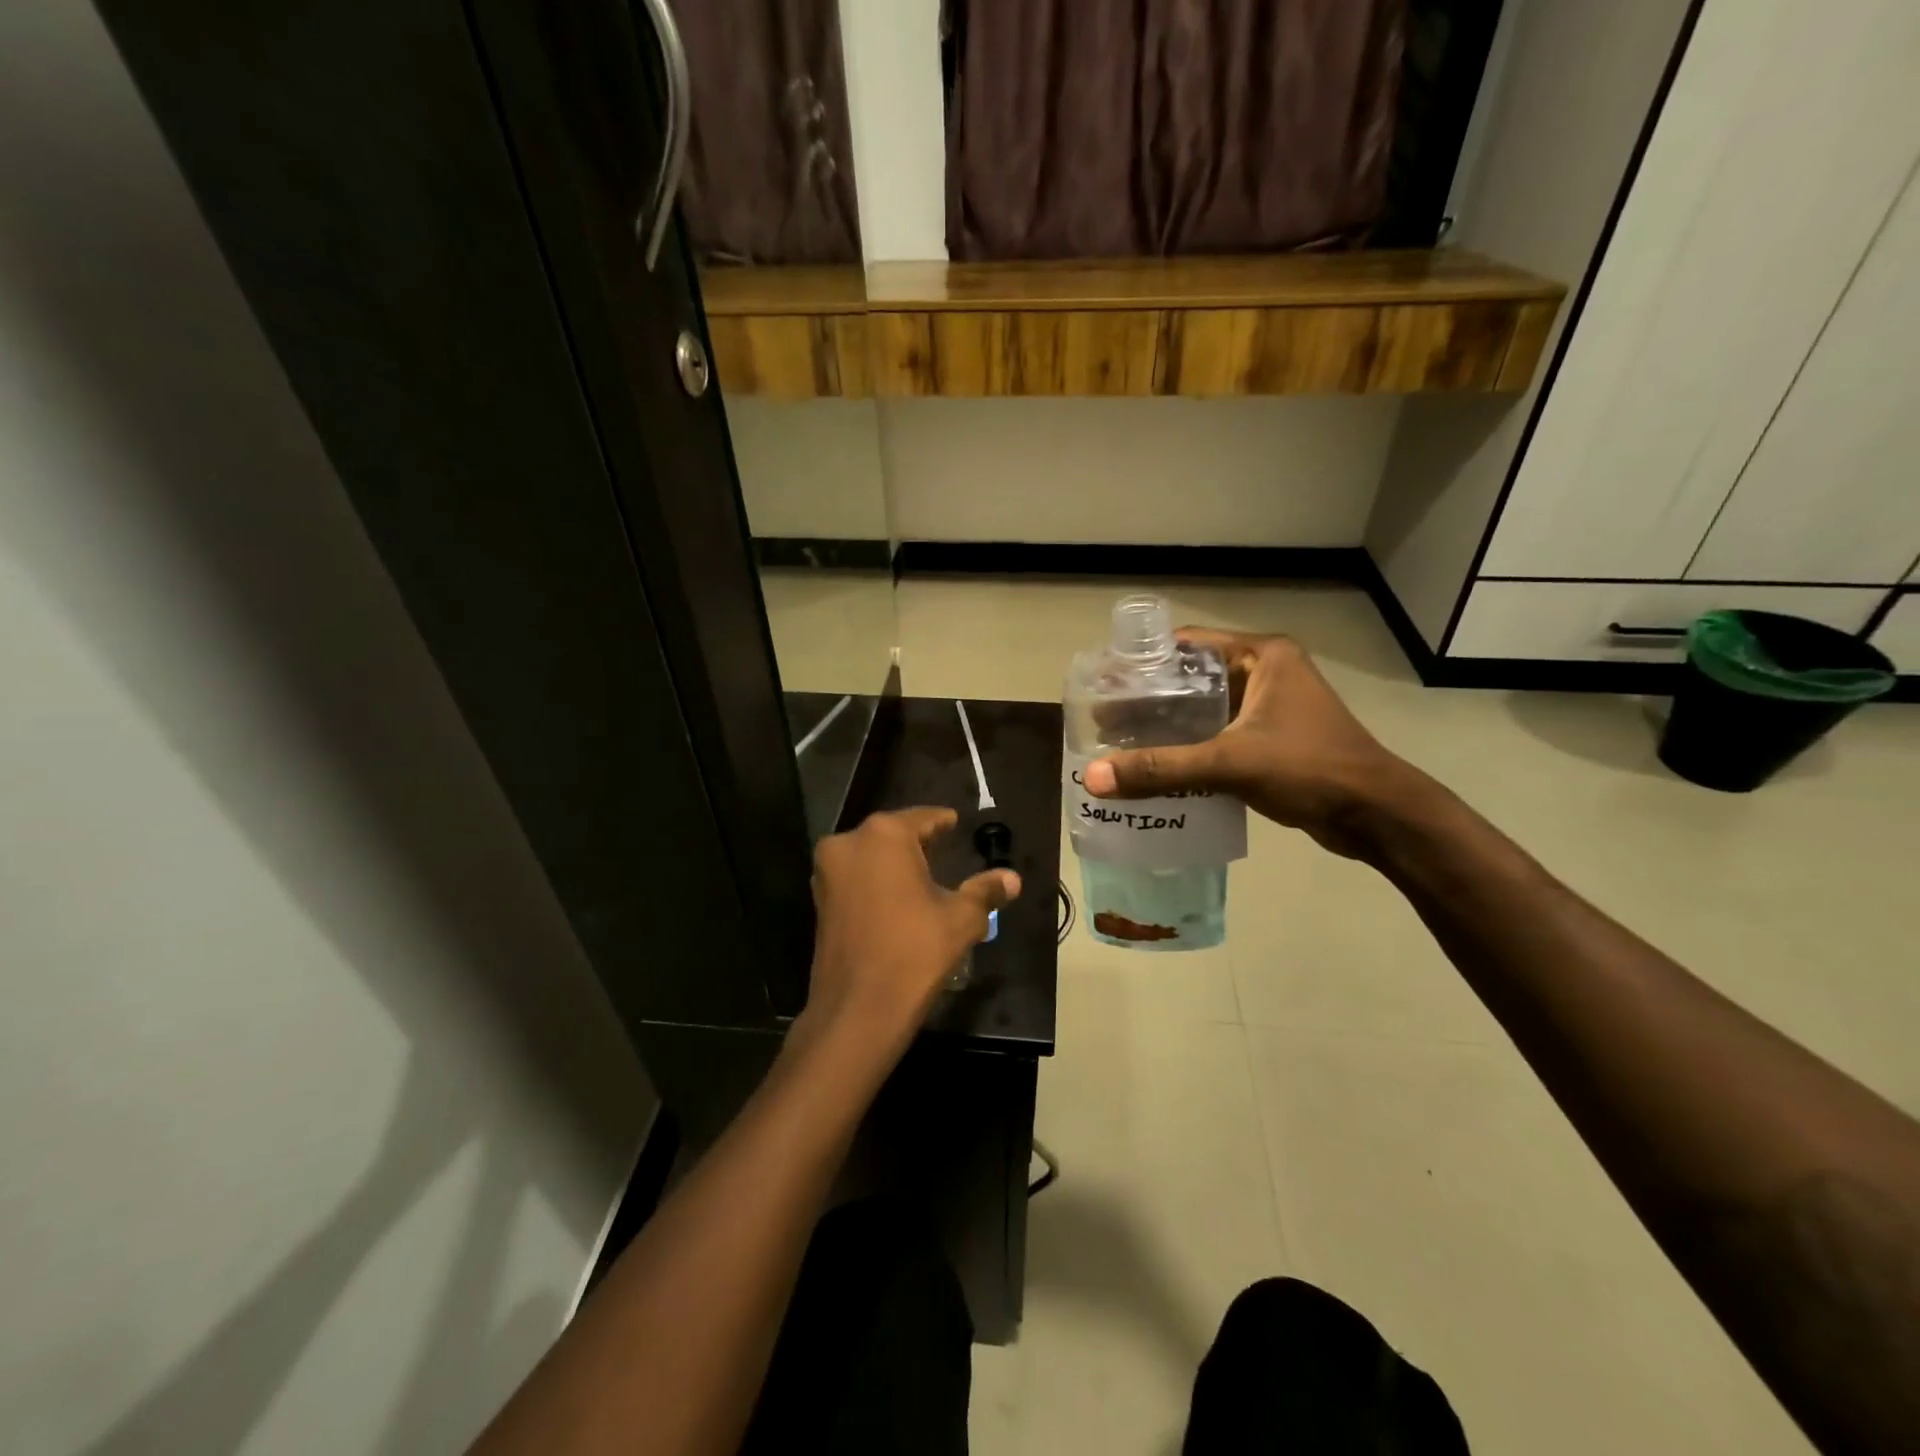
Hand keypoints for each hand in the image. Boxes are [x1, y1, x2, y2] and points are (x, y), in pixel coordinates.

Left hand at [801, 807, 1020, 1064]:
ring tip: (925, 876)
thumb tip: (1013, 878)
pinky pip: (855, 878)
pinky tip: (898, 900)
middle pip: (893, 834)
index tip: (956, 824)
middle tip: (945, 850)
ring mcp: (828, 872)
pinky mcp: (819, 900)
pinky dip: (876, 882)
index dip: (944, 823)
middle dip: (919, 843)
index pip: (923, 818)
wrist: (858, 1010)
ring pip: (871, 856)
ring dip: (895, 863)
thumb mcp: (961, 919)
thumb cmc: (915, 953)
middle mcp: (849, 843)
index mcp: (884, 835)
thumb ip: (985, 891)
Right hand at [1082, 630, 1424, 859]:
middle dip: (1149, 700)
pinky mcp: (1272, 740)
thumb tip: (1094, 779)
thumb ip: (1161, 769)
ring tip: (1120, 744)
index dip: (1144, 663)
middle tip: (1104, 721)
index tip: (1104, 684)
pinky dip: (1189, 749)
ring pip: (1204, 711)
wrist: (1377, 816)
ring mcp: (1271, 708)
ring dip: (1167, 728)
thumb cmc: (1309, 769)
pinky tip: (1157, 769)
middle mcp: (1266, 673)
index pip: (1187, 645)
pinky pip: (1218, 736)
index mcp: (1262, 656)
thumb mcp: (1230, 763)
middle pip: (1192, 679)